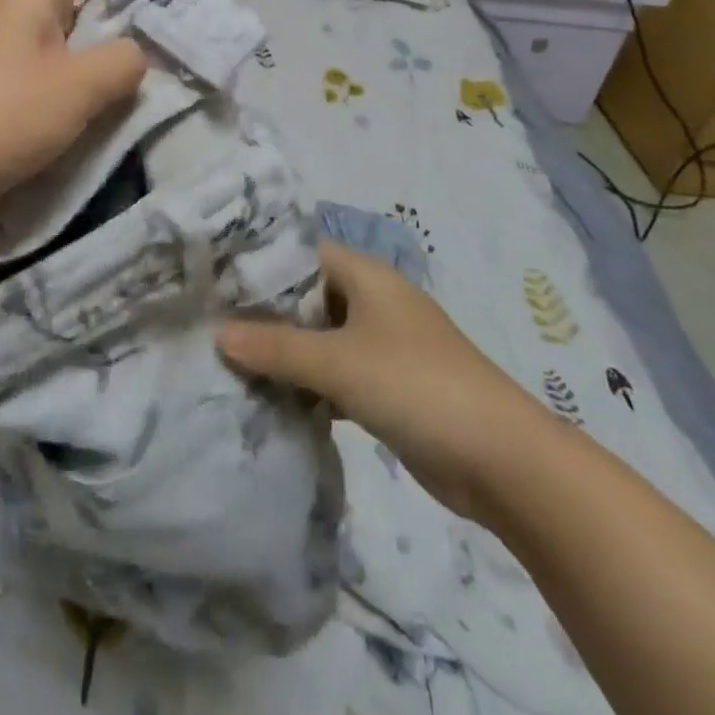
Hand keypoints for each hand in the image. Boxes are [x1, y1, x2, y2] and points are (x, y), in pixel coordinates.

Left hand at [0, 0, 149, 222]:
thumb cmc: (1, 116)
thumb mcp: (76, 85)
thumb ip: (123, 61)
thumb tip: (138, 56)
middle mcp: (29, 12)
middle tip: (184, 22)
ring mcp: (21, 51)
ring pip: (83, 31)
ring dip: (121, 41)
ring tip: (166, 59)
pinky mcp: (17, 88)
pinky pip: (69, 67)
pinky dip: (99, 74)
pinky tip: (124, 96)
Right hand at [219, 243, 553, 521]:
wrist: (502, 460)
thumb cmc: (415, 385)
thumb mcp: (337, 362)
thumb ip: (276, 347)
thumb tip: (218, 334)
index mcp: (366, 276)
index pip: (301, 254)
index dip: (260, 265)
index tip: (215, 282)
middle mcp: (373, 302)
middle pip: (308, 297)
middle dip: (266, 314)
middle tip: (211, 325)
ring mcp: (383, 346)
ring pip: (321, 339)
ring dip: (285, 353)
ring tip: (229, 362)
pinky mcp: (388, 387)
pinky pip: (336, 374)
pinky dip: (309, 384)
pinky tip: (272, 399)